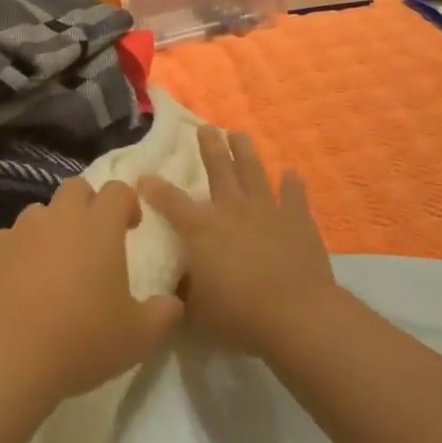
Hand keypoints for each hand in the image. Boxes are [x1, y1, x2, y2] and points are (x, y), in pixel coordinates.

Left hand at [0, 179, 183, 403]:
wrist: (3, 357)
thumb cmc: (80, 340)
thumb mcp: (138, 337)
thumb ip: (163, 314)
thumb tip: (173, 303)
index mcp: (98, 227)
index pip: (117, 191)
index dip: (127, 203)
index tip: (131, 227)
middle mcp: (58, 218)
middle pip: (75, 189)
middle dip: (88, 205)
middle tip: (94, 240)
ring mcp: (18, 232)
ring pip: (40, 213)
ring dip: (52, 229)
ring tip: (55, 267)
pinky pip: (9, 240)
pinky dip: (20, 253)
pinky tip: (20, 286)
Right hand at [138, 128, 336, 356]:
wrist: (295, 315)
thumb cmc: (238, 314)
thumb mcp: (197, 311)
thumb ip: (183, 293)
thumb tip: (173, 287)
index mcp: (200, 229)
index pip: (170, 201)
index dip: (154, 188)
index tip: (143, 176)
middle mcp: (231, 210)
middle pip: (218, 170)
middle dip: (209, 148)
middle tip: (205, 127)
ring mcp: (267, 211)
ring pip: (253, 172)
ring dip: (245, 152)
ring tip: (239, 134)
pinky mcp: (298, 220)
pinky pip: (295, 196)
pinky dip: (293, 184)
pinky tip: (292, 173)